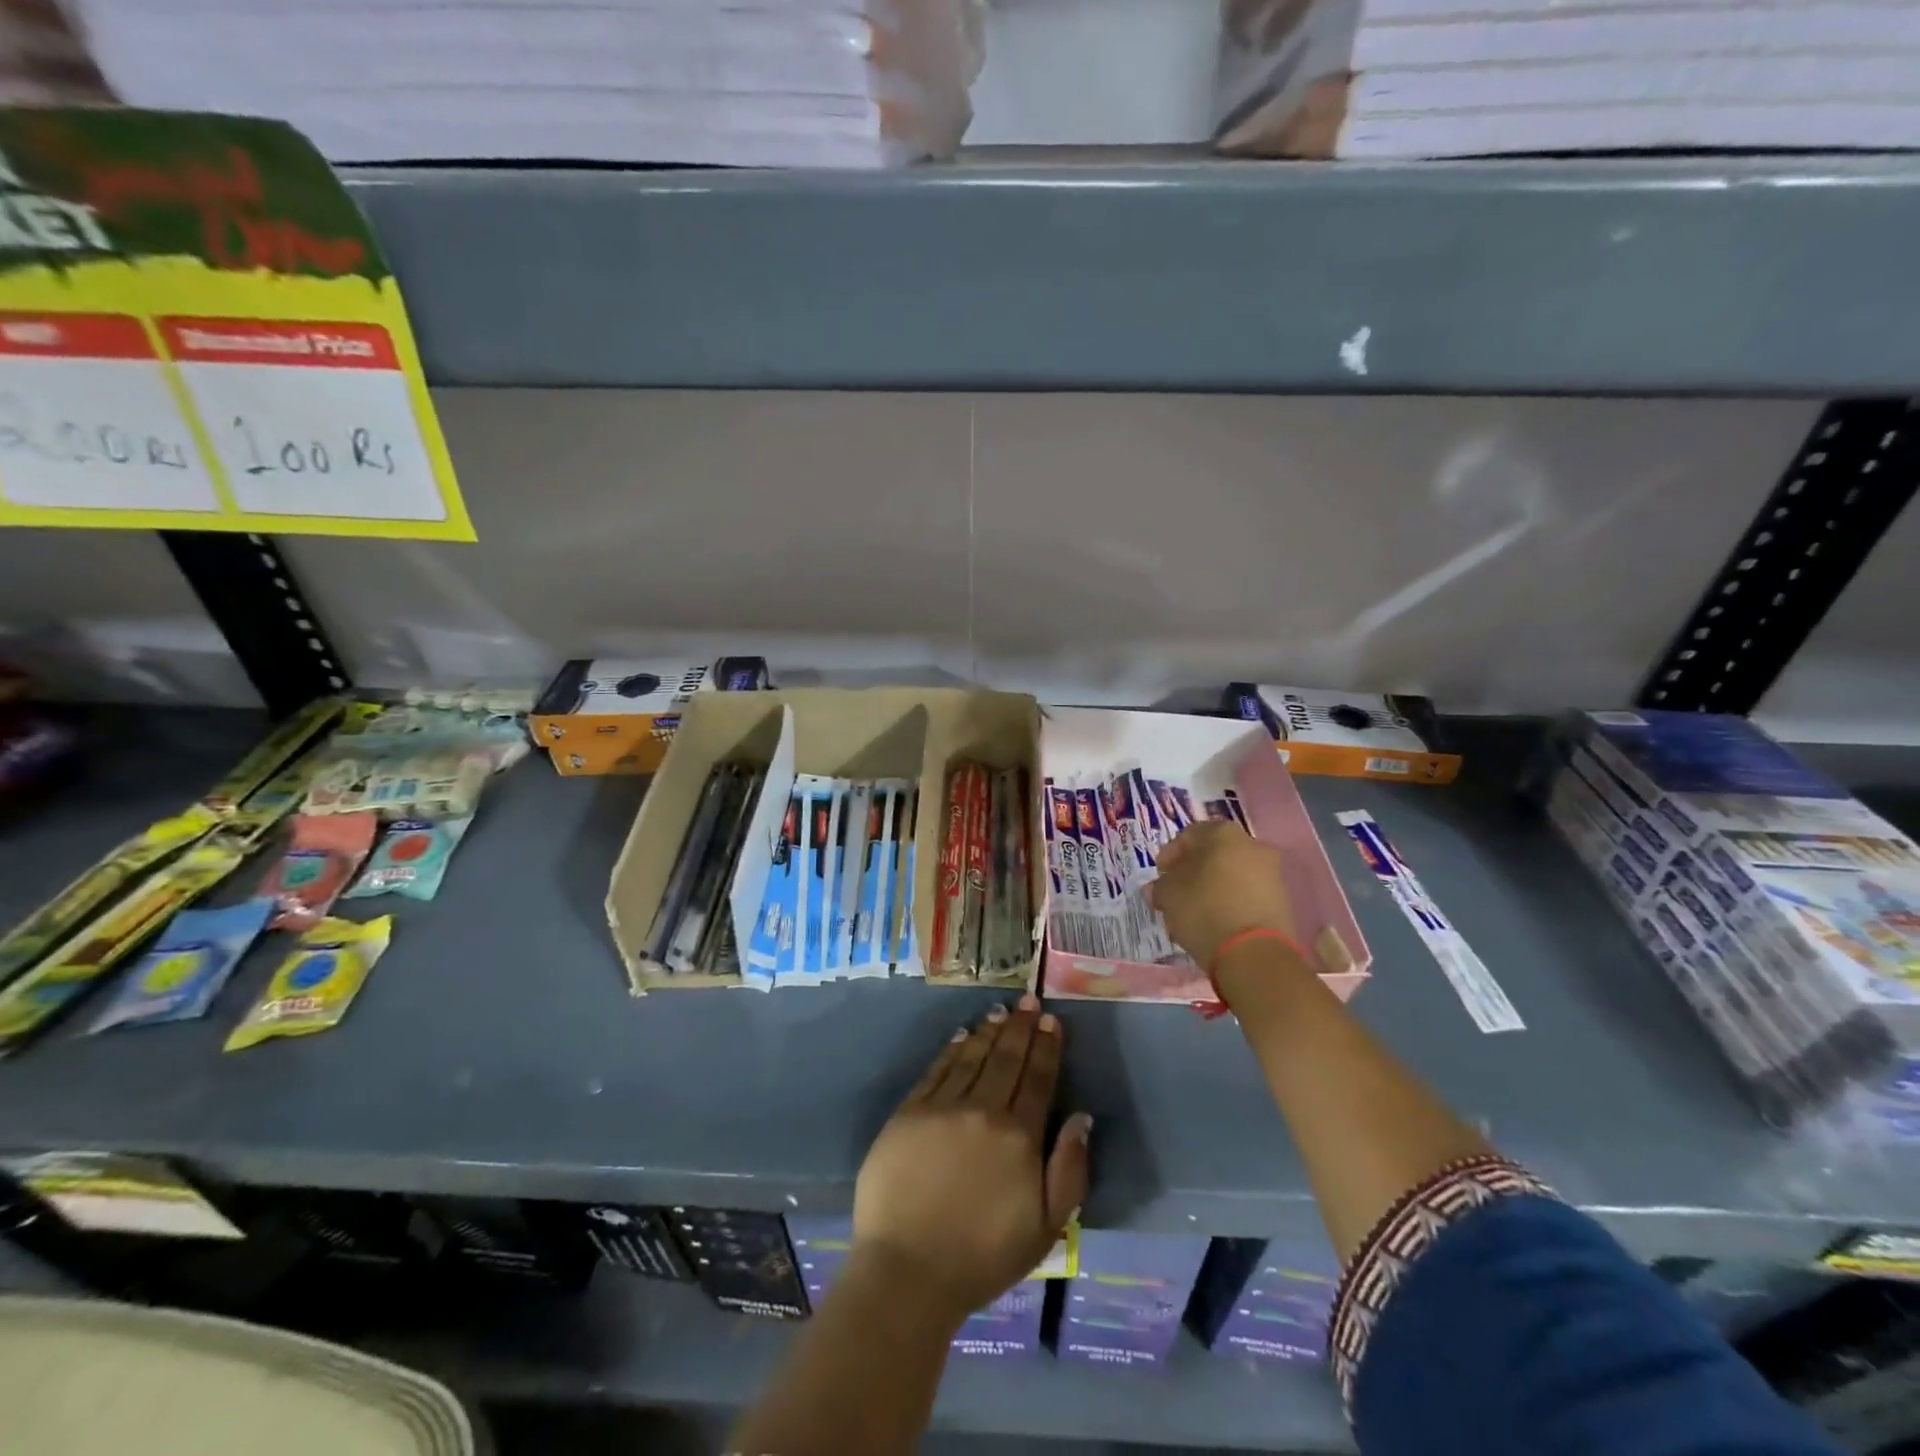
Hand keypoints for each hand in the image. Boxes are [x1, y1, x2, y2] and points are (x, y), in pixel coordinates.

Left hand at [852, 994, 1090, 1324]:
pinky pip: (936, 1070)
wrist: (908, 1271)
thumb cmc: (983, 1257)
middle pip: (1006, 1059)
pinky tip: (962, 1036)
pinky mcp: (908, 1112)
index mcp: (1019, 1136)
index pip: (1037, 1079)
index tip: (1051, 1021)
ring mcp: (942, 1107)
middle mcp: (982, 1110)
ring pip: (972, 1057)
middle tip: (1029, 1001)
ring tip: (1000, 1011)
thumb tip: (1082, 1117)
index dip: (1046, 1047)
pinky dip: (952, 1050)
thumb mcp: (1046, 1228)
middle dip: (1021, 1028)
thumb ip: (1069, 1169)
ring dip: (989, 1031)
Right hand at [1148, 820, 1297, 967]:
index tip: (1159, 875)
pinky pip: (1247, 895)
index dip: (1170, 855)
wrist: (1255, 953)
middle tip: (1175, 893)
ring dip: (1211, 889)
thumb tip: (1157, 888)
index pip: (1189, 835)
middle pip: (1213, 855)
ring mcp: (1272, 873)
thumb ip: (1160, 886)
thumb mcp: (1168, 895)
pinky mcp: (1282, 901)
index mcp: (1223, 834)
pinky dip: (1230, 904)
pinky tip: (1215, 923)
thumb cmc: (1205, 910)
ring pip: (1231, 876)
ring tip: (1194, 913)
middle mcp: (1252, 845)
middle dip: (1192, 873)